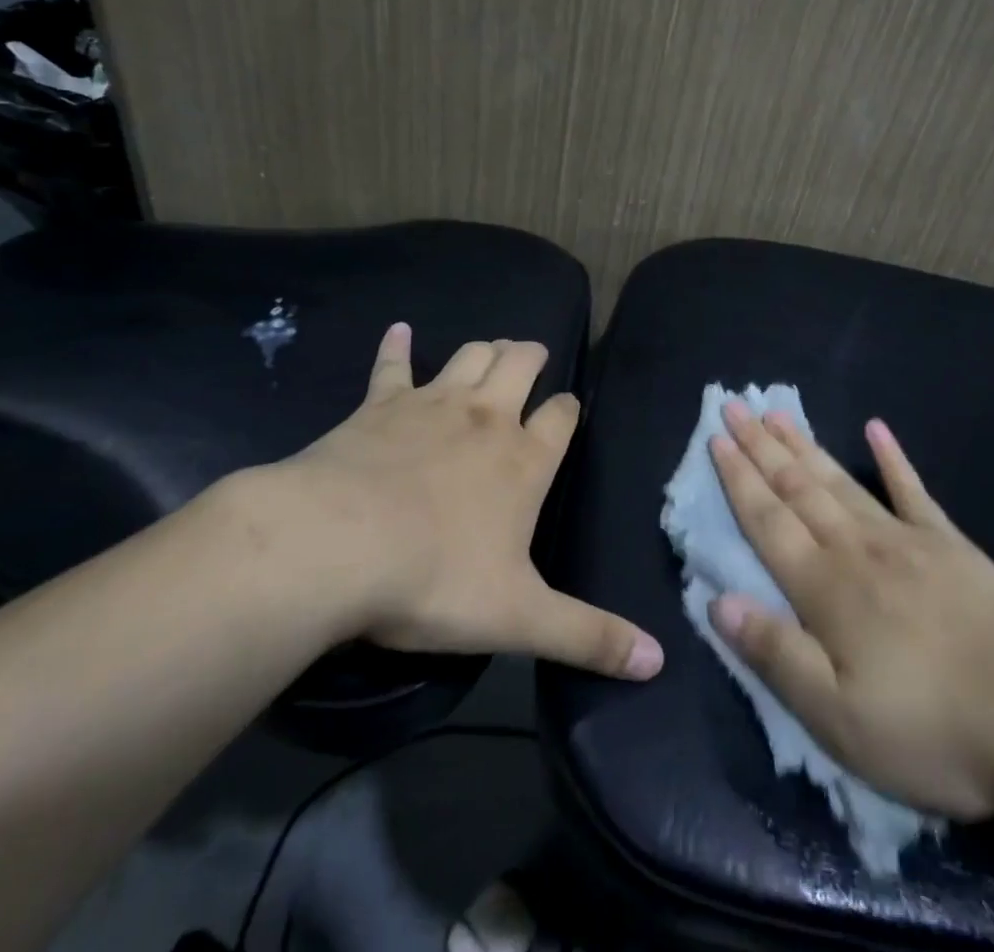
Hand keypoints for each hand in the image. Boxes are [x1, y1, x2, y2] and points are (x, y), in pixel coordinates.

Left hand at [238, 324, 662, 680]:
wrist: (334, 547)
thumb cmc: (433, 580)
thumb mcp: (519, 619)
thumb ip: (590, 637)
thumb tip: (658, 662)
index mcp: (524, 459)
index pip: (561, 417)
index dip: (568, 411)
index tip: (567, 412)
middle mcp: (485, 418)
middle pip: (520, 365)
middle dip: (532, 357)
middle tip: (534, 357)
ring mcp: (431, 405)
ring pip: (470, 356)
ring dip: (485, 349)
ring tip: (493, 350)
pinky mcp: (378, 406)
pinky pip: (392, 366)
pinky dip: (397, 347)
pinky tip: (400, 331)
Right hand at [706, 405, 993, 817]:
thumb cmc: (934, 727)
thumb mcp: (839, 718)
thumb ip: (776, 655)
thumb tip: (718, 602)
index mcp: (825, 589)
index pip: (767, 521)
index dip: (738, 479)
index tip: (716, 438)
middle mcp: (856, 549)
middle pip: (797, 487)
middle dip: (761, 446)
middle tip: (735, 404)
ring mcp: (905, 539)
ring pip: (839, 481)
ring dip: (804, 445)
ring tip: (777, 413)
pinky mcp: (949, 544)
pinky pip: (912, 491)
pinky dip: (892, 458)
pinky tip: (878, 429)